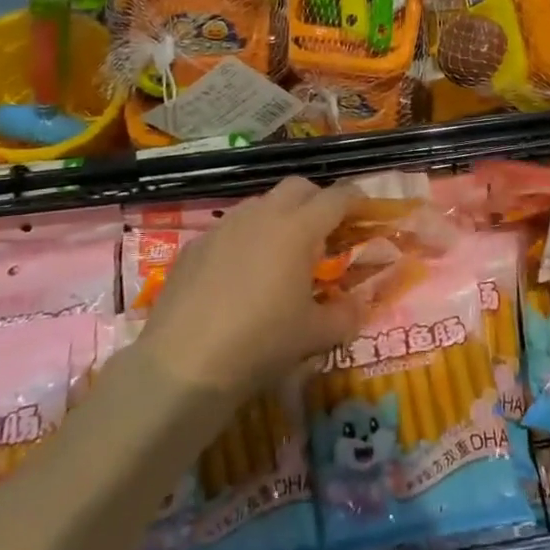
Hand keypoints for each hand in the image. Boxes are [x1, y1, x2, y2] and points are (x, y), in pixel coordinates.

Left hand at [139, 178, 364, 398]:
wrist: (184, 362)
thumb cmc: (260, 342)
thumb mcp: (315, 335)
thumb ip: (345, 315)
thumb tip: (360, 306)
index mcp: (298, 229)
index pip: (336, 197)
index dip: (356, 199)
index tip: (365, 209)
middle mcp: (262, 215)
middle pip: (298, 186)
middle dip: (317, 200)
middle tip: (326, 231)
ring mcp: (224, 226)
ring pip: (261, 204)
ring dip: (279, 217)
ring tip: (282, 254)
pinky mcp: (196, 244)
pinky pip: (230, 229)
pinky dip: (246, 239)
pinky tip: (241, 275)